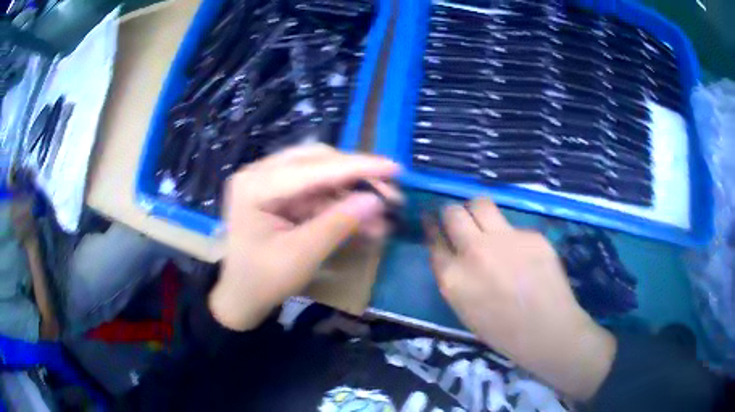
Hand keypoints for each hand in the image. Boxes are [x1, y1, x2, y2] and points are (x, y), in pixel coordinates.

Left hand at [210, 144, 399, 330]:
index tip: (393, 168)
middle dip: (356, 177)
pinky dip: (340, 205)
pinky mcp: (279, 194)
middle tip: (390, 193)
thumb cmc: (263, 281)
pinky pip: (316, 192)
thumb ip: (338, 224)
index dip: (356, 167)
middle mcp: (260, 173)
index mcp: (255, 185)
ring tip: (382, 213)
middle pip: (317, 162)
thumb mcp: (302, 255)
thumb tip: (376, 200)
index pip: (312, 168)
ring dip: (352, 193)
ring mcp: (269, 182)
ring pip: (321, 176)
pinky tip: (364, 218)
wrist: (241, 297)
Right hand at [428, 198, 615, 400]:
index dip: (432, 227)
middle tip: (459, 221)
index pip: (434, 240)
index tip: (432, 220)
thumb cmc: (502, 331)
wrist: (547, 331)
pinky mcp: (530, 234)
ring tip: (485, 222)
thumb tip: (452, 254)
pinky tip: (523, 254)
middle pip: (453, 213)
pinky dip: (511, 236)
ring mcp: (504, 239)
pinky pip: (513, 226)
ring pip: (481, 204)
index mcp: (453, 277)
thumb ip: (454, 278)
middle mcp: (474, 251)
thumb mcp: (464, 309)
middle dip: (451, 213)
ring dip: (477, 210)